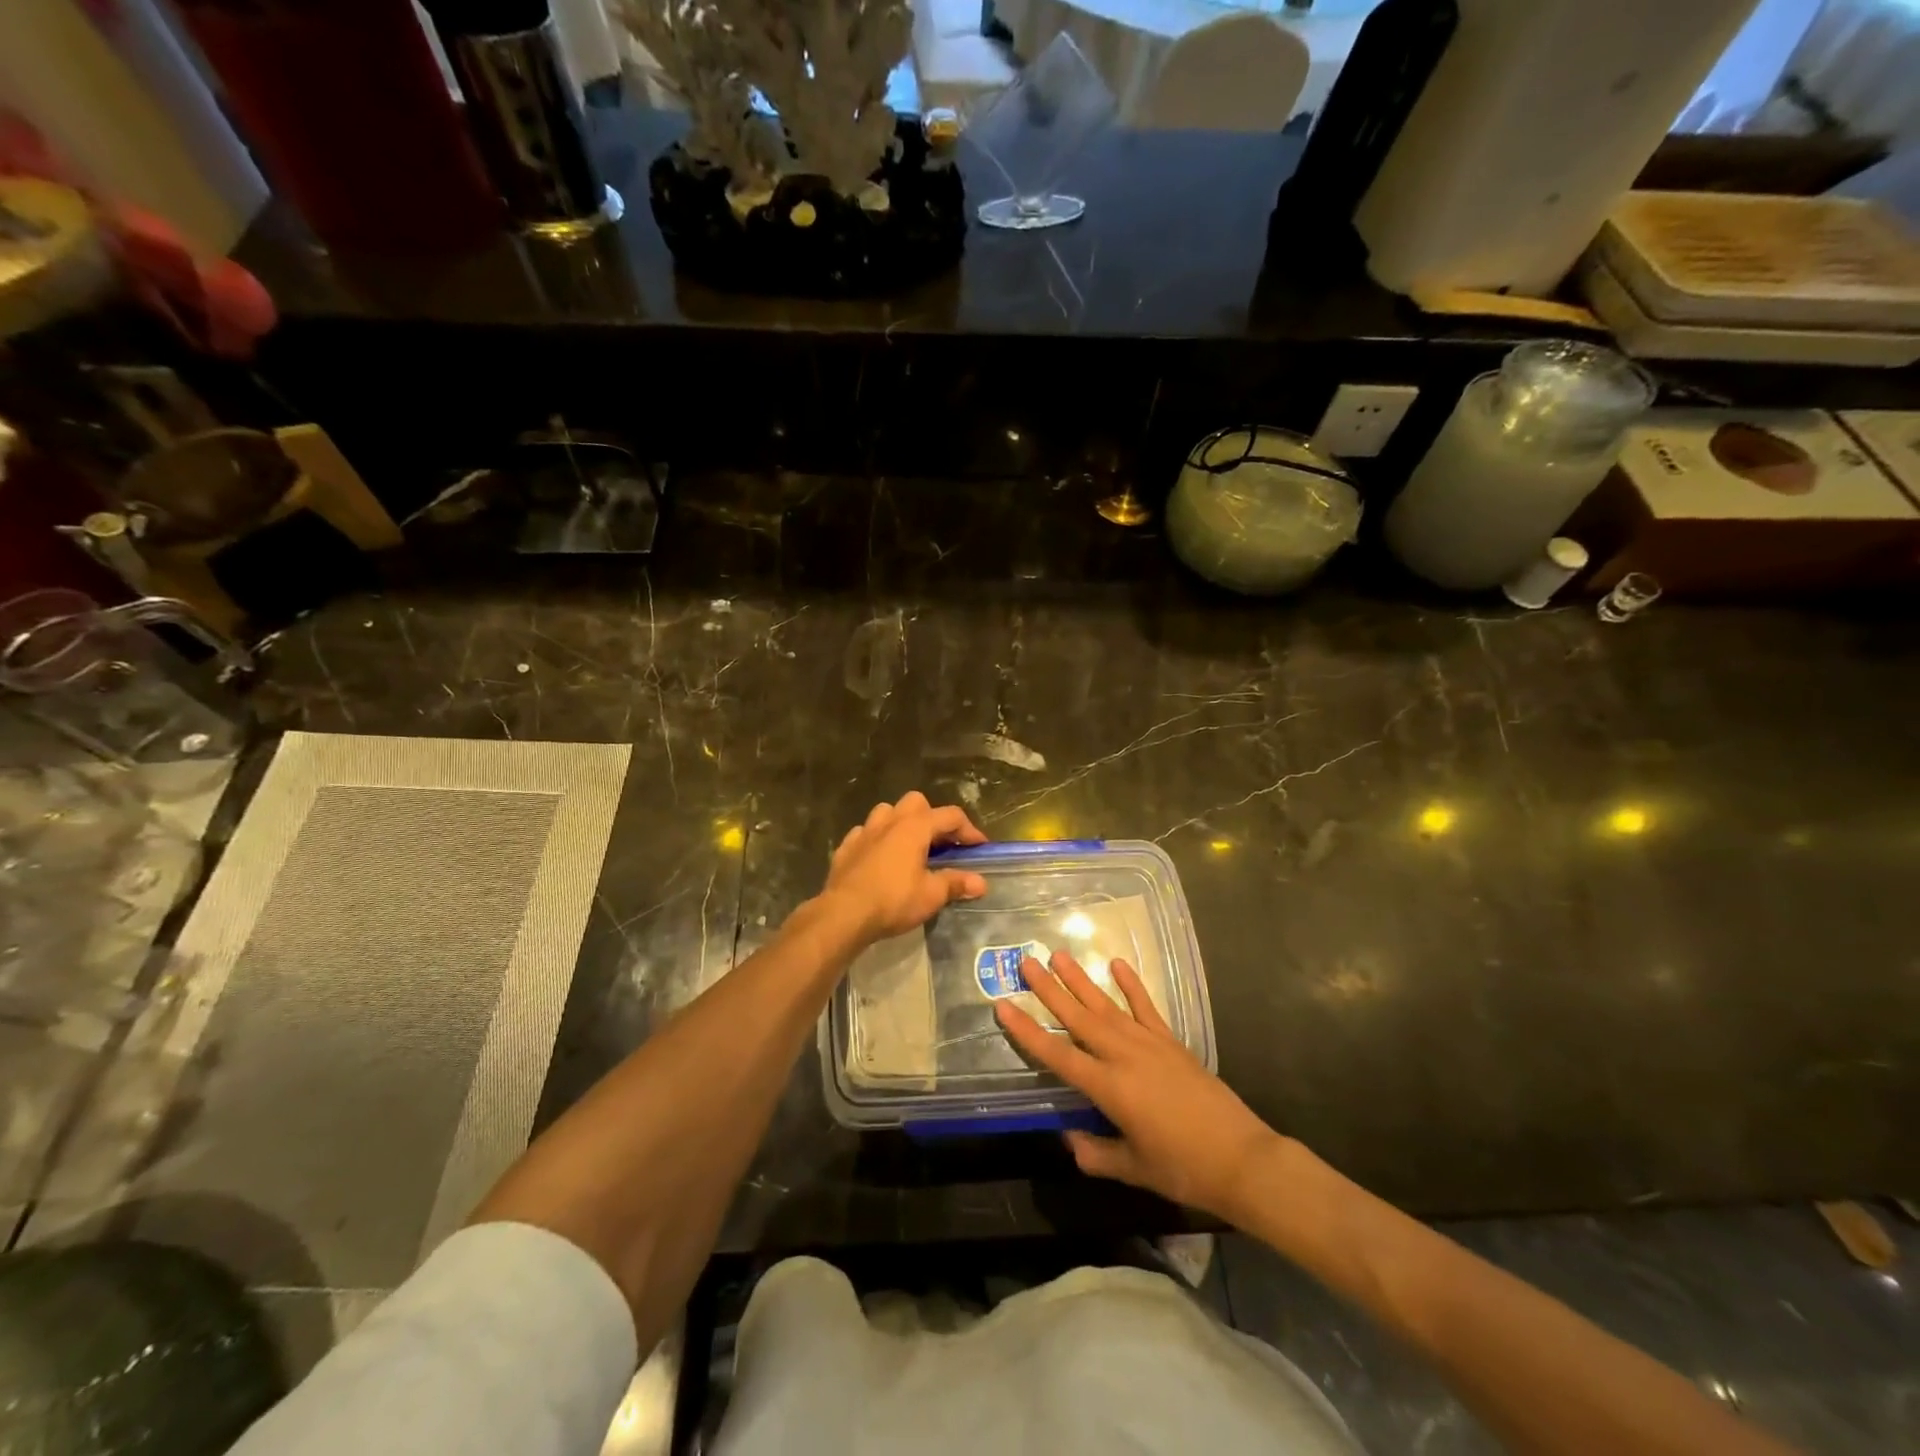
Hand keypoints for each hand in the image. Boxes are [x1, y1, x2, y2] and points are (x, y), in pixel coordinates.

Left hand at [819, 791, 988, 945]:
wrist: (843, 914)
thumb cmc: (893, 900)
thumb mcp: (931, 895)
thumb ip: (956, 884)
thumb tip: (981, 883)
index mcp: (915, 827)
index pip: (950, 816)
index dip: (969, 830)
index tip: (979, 847)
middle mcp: (889, 821)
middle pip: (916, 802)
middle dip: (932, 817)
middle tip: (940, 843)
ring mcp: (864, 831)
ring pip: (887, 812)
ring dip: (901, 823)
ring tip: (909, 847)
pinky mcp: (846, 847)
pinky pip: (865, 833)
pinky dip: (876, 840)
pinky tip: (879, 858)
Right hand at [995, 950, 1281, 1221]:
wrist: (1241, 1158)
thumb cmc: (1183, 1168)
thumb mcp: (1133, 1168)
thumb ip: (1096, 1152)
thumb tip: (1069, 1137)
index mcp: (1108, 1087)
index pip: (1057, 1055)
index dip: (1027, 1032)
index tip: (1003, 1006)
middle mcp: (1123, 1056)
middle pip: (1078, 1018)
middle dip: (1049, 990)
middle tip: (1026, 962)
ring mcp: (1149, 1043)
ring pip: (1106, 1005)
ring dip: (1081, 980)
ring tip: (1059, 955)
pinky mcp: (1171, 1041)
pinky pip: (1145, 1006)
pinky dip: (1131, 984)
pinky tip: (1116, 964)